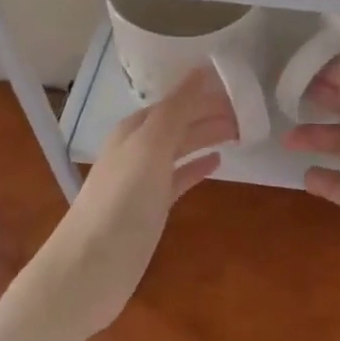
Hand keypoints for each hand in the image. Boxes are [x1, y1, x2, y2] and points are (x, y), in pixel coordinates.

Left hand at [33, 67, 236, 340]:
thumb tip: (202, 68)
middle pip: (180, 122)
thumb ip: (177, 109)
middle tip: (251, 111)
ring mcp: (143, 180)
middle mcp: (137, 149)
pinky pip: (179, 178)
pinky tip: (218, 163)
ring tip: (242, 131)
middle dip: (211, 113)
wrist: (88, 272)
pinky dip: (197, 166)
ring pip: (181, 148)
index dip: (206, 93)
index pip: (176, 100)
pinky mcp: (150, 209)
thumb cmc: (120, 204)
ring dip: (208, 137)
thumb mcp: (150, 149)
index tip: (241, 86)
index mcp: (134, 129)